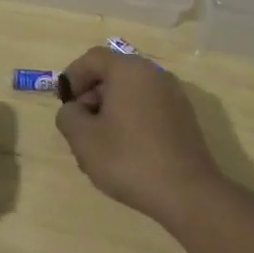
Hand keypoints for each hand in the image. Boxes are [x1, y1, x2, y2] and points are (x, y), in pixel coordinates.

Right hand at [55, 47, 224, 227]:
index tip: (65, 104)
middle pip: (113, 72)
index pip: (92, 58)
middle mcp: (153, 73)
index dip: (73, 77)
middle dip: (92, 94)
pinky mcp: (184, 116)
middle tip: (81, 125)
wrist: (188, 194)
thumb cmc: (130, 159)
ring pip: (131, 91)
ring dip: (111, 108)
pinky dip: (132, 117)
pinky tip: (128, 149)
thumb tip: (74, 109)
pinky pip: (148, 105)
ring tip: (102, 141)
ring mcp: (173, 94)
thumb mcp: (83, 139)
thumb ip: (68, 115)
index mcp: (128, 70)